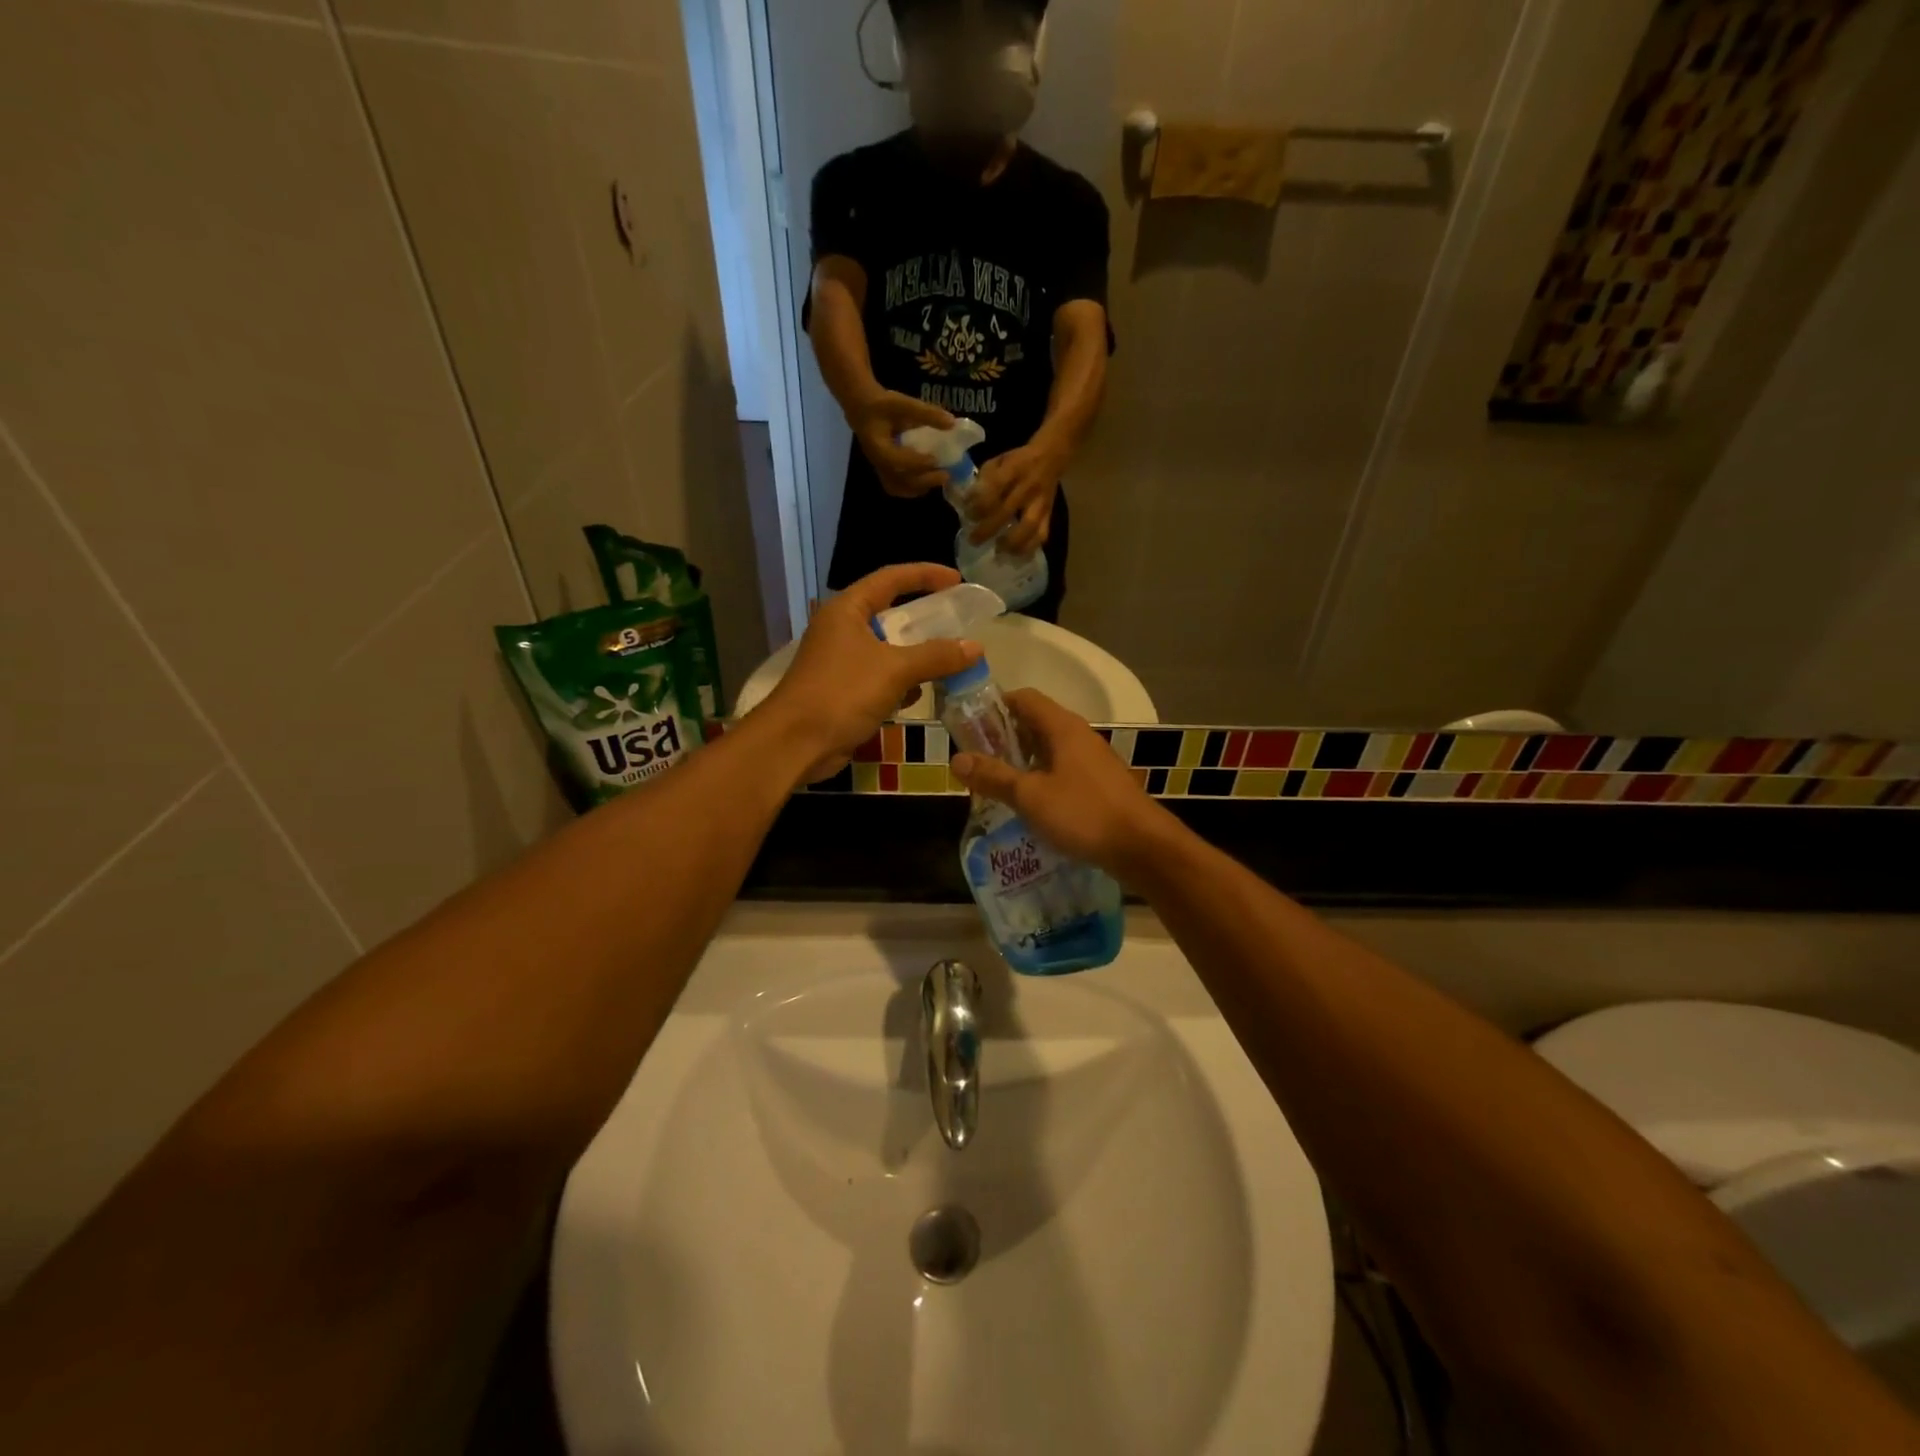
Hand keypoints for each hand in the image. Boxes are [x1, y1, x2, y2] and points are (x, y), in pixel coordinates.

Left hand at [759, 564, 980, 783]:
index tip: (957, 581)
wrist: (795, 743)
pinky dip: (900, 682)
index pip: (891, 578)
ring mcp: (840, 661)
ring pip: (887, 649)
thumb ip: (936, 656)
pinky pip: (880, 677)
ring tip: (948, 663)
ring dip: (916, 656)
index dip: (925, 575)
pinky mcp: (842, 690)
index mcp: (847, 610)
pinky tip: (918, 695)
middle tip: (957, 624)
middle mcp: (842, 629)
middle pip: (890, 614)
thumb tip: (975, 647)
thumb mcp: (895, 670)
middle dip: (925, 621)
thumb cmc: (841, 694)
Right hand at [849, 392, 956, 498]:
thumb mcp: (902, 403)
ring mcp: (879, 469)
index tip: (935, 460)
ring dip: (918, 487)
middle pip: (898, 479)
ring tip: (938, 479)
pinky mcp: (884, 471)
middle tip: (945, 475)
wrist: (862, 409)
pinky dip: (912, 488)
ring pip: (897, 487)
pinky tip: (927, 483)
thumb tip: (952, 423)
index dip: (915, 463)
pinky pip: (896, 487)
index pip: (894, 460)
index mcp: (877, 445)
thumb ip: (926, 413)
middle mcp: (877, 462)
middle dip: (923, 480)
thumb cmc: (881, 405)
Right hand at [950, 689, 1179, 880]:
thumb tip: (956, 759)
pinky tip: (1029, 804)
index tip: (970, 727)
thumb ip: (993, 776)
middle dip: (1004, 738)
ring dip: (1022, 762)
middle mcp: (1079, 735)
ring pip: (1049, 749)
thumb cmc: (1084, 813)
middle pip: (1035, 723)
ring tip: (997, 784)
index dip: (995, 706)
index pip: (1024, 698)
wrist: (1143, 847)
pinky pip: (1063, 770)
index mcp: (1063, 727)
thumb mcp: (1030, 796)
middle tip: (977, 761)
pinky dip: (1042, 779)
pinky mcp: (1100, 784)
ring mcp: (1093, 760)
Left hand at [968, 440, 1066, 554]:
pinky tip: (1016, 555)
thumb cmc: (1017, 461)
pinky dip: (1029, 548)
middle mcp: (1028, 487)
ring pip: (1029, 526)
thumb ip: (983, 480)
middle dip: (988, 529)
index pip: (995, 488)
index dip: (979, 504)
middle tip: (973, 540)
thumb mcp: (998, 460)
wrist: (1050, 458)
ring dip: (1012, 542)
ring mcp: (1040, 502)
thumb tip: (967, 502)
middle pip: (1007, 511)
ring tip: (998, 551)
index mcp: (1013, 469)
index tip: (968, 515)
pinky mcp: (1049, 514)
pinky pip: (1041, 534)